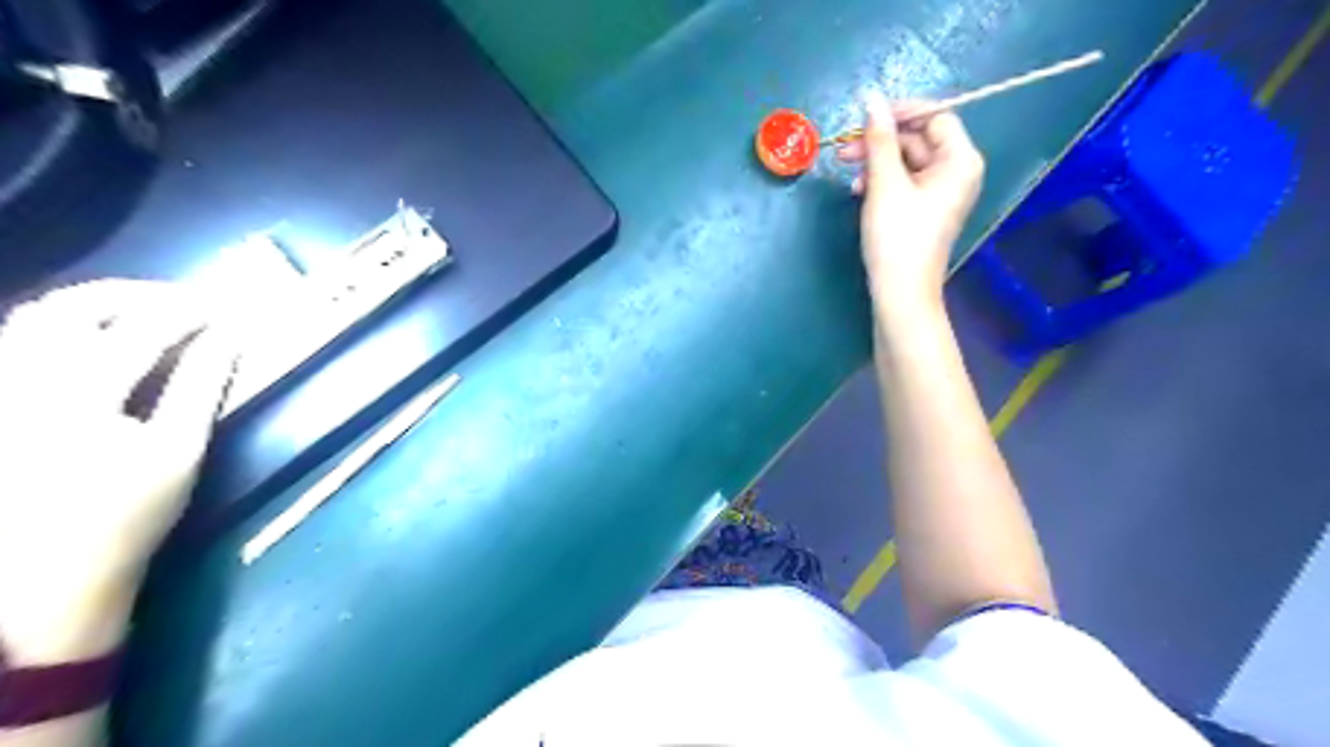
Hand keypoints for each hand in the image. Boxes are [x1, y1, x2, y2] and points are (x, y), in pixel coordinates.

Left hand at [1, 280, 233, 665]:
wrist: (40, 578)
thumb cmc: (126, 518)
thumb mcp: (179, 452)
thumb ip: (202, 385)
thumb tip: (230, 337)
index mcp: (79, 398)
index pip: (142, 329)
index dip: (189, 310)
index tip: (226, 306)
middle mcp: (22, 383)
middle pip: (72, 308)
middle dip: (134, 293)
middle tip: (183, 299)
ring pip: (32, 317)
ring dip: (96, 303)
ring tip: (144, 309)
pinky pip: (16, 342)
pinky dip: (62, 326)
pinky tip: (97, 337)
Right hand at [839, 90, 986, 316]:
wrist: (900, 292)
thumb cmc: (897, 236)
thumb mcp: (885, 184)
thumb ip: (878, 139)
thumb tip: (871, 97)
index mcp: (960, 160)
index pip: (936, 116)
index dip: (901, 112)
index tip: (866, 117)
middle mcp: (957, 172)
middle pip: (918, 140)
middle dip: (880, 142)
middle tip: (844, 148)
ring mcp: (942, 193)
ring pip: (907, 162)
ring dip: (876, 163)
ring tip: (848, 174)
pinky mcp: (925, 210)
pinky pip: (905, 182)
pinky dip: (882, 182)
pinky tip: (859, 191)